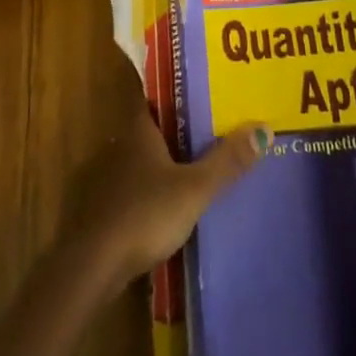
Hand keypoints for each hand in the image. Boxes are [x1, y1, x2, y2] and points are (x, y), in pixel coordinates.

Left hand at [64, 82, 270, 294]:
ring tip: (189, 171)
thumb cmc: (144, 213)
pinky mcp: (99, 209)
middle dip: (173, 132)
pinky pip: (128, 189)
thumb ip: (226, 162)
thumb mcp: (193, 189)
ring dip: (158, 165)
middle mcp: (118, 144)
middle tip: (205, 134)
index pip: (154, 97)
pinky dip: (145, 192)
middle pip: (149, 129)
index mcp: (138, 129)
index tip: (198, 91)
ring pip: (138, 160)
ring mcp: (104, 177)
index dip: (175, 92)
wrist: (92, 264)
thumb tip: (264, 128)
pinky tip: (163, 208)